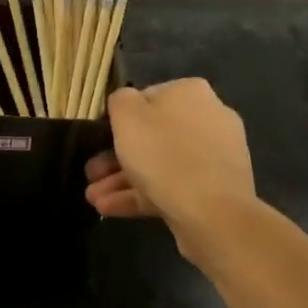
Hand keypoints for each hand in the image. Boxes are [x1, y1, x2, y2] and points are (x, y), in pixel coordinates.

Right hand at [85, 79, 257, 249]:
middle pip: (152, 135)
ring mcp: (214, 158)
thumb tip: (126, 105)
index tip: (100, 138)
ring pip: (159, 164)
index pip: (146, 97)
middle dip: (116, 156)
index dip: (119, 118)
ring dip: (122, 179)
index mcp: (190, 92)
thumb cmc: (164, 153)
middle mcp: (208, 119)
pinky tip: (109, 208)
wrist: (214, 214)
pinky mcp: (215, 191)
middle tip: (92, 172)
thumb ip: (120, 100)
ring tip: (93, 197)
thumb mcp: (126, 115)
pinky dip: (141, 195)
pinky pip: (172, 186)